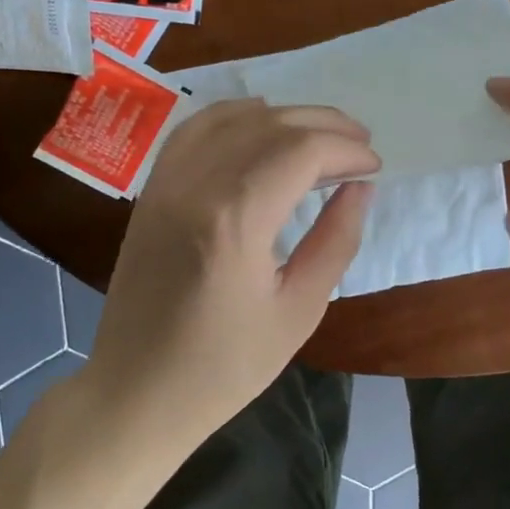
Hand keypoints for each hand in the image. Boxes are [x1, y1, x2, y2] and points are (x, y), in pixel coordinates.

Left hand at [84, 100, 378, 446]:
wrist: (135, 393)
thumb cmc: (224, 367)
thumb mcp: (299, 311)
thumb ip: (335, 241)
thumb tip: (360, 188)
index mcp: (235, 221)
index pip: (301, 152)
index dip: (345, 150)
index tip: (374, 166)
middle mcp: (195, 186)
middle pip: (270, 125)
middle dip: (323, 125)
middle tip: (360, 142)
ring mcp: (166, 184)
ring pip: (232, 119)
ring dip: (283, 116)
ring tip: (320, 132)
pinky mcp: (151, 191)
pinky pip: (193, 130)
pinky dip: (233, 117)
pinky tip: (260, 124)